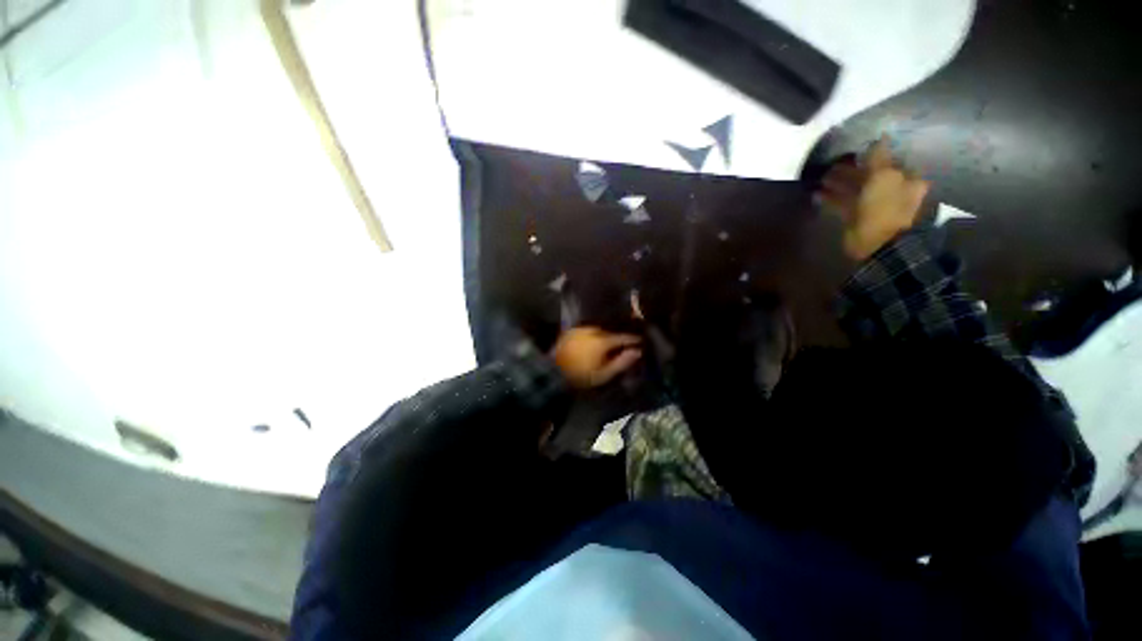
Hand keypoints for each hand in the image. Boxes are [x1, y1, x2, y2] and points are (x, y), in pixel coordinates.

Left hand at [551, 327, 641, 388]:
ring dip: (606, 334)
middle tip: (625, 342)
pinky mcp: (571, 331)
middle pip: (610, 331)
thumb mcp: (604, 374)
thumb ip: (622, 362)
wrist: (553, 372)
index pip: (622, 337)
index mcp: (602, 340)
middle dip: (618, 336)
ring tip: (610, 341)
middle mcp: (592, 330)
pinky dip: (593, 334)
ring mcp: (580, 329)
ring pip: (598, 329)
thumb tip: (637, 352)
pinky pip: (587, 330)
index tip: (640, 340)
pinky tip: (594, 341)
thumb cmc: (581, 376)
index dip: (632, 339)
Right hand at [819, 137, 930, 259]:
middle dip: (851, 169)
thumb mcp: (884, 176)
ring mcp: (872, 205)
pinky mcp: (856, 217)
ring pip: (854, 189)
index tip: (856, 149)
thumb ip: (880, 157)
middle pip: (869, 175)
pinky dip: (831, 197)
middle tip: (833, 162)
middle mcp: (891, 190)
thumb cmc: (885, 207)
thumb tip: (882, 135)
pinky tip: (817, 192)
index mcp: (904, 179)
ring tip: (822, 176)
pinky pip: (842, 203)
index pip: (889, 161)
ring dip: (838, 182)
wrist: (877, 243)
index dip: (873, 154)